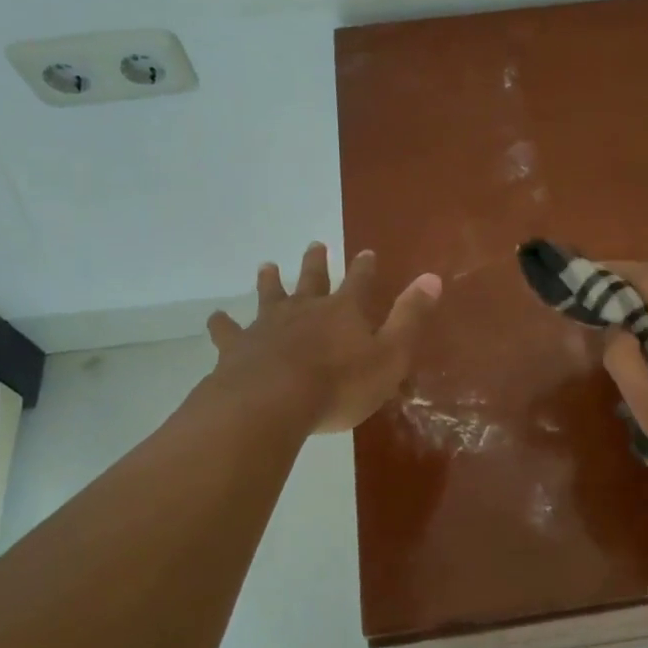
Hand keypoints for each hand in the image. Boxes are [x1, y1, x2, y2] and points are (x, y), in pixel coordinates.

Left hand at [207, 244, 441, 432]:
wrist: (273, 402)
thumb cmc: (340, 384)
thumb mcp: (390, 355)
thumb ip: (410, 317)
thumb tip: (432, 277)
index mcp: (344, 311)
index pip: (358, 281)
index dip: (364, 267)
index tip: (366, 252)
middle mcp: (305, 309)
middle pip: (312, 279)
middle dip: (316, 262)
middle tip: (315, 244)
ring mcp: (268, 326)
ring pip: (269, 296)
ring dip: (270, 281)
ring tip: (267, 266)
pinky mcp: (239, 347)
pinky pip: (228, 331)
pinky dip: (223, 324)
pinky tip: (215, 318)